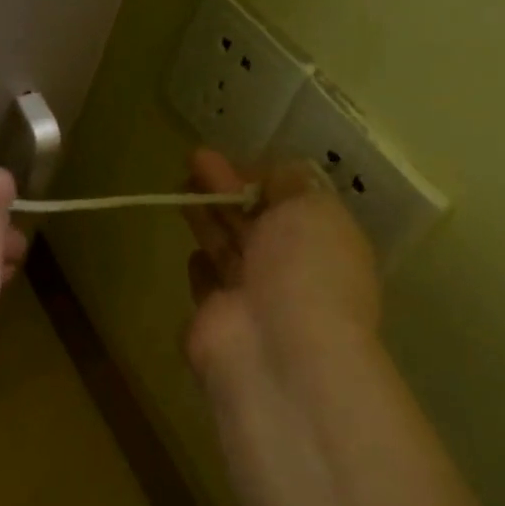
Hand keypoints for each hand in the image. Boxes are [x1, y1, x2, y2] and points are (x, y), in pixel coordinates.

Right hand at [182, 148, 380, 404]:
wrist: (274, 349)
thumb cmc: (302, 271)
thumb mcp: (310, 209)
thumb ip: (290, 183)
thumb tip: (273, 173)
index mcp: (325, 242)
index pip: (291, 200)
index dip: (258, 175)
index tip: (226, 155)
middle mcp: (292, 269)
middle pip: (255, 220)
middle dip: (226, 189)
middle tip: (193, 160)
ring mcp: (252, 296)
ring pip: (227, 246)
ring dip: (208, 217)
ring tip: (180, 189)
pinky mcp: (215, 318)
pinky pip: (208, 282)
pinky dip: (201, 264)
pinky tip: (191, 249)